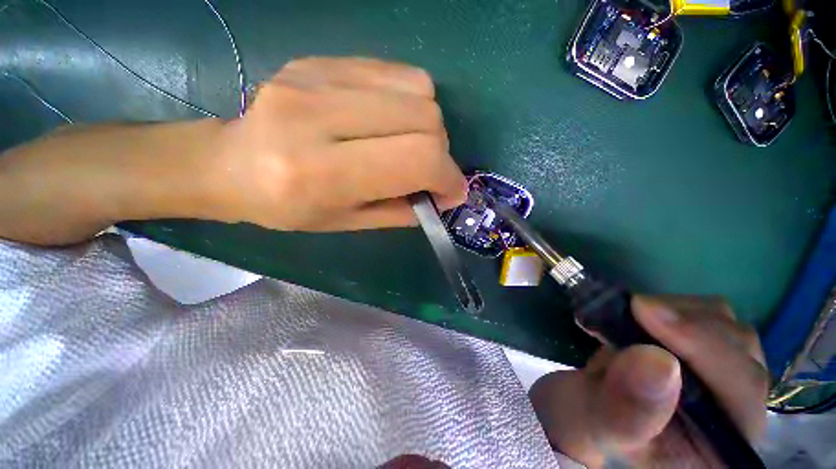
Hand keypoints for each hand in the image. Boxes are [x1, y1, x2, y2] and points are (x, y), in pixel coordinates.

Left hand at [210, 57, 465, 230]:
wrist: (230, 164)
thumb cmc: (287, 208)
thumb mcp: (348, 223)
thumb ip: (401, 211)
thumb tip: (443, 196)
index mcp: (323, 172)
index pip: (417, 158)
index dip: (448, 176)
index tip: (453, 192)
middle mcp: (319, 116)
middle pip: (425, 119)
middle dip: (442, 152)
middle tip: (430, 172)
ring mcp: (318, 78)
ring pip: (419, 89)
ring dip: (429, 126)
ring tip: (410, 146)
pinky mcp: (321, 60)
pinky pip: (395, 73)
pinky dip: (410, 103)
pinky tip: (392, 121)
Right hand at [530, 296, 767, 467]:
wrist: (584, 406)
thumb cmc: (589, 424)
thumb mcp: (595, 425)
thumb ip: (625, 409)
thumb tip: (657, 362)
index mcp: (719, 448)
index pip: (741, 392)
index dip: (703, 348)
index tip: (645, 312)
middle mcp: (736, 412)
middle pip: (740, 350)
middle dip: (683, 324)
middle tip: (629, 309)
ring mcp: (724, 378)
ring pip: (724, 324)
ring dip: (673, 311)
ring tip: (627, 317)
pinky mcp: (704, 352)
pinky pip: (703, 314)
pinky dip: (667, 305)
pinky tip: (636, 315)